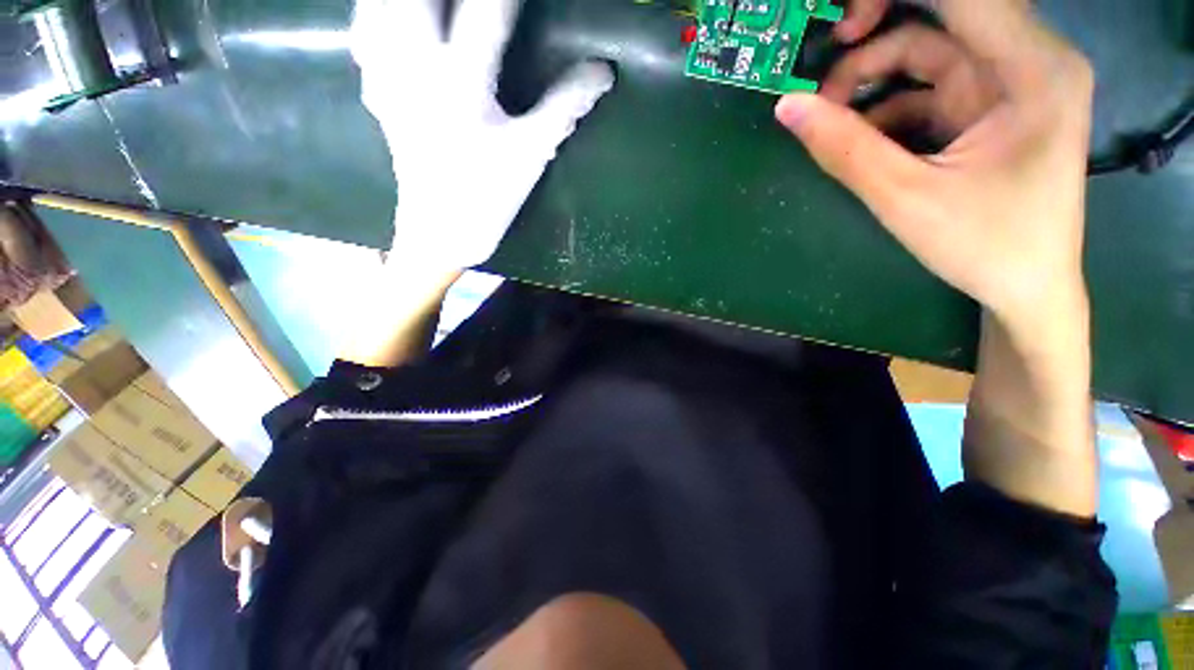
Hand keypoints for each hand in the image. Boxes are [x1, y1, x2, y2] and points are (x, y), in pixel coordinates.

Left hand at [350, 0, 614, 270]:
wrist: (440, 230)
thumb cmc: (490, 196)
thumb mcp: (532, 153)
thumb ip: (564, 107)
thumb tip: (603, 72)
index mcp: (463, 85)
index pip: (488, 10)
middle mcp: (417, 68)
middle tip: (477, 2)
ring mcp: (388, 75)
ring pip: (381, 3)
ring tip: (443, 7)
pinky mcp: (375, 88)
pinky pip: (365, 28)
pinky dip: (379, 10)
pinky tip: (397, 14)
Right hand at [776, 0, 1093, 332]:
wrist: (1027, 288)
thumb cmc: (984, 247)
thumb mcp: (905, 198)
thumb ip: (845, 148)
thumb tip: (786, 107)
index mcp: (1032, 70)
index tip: (836, 27)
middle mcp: (1029, 62)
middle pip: (939, 20)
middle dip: (873, 43)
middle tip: (822, 85)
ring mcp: (1009, 84)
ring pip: (929, 52)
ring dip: (872, 80)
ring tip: (831, 120)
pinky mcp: (990, 108)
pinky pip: (929, 86)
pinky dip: (888, 105)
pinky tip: (861, 137)